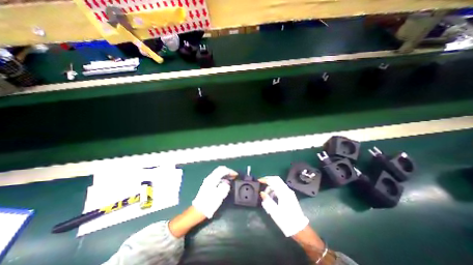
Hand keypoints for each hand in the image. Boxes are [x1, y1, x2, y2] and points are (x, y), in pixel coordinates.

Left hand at [191, 166, 237, 217]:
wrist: (198, 210)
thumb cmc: (209, 203)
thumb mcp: (219, 195)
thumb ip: (225, 187)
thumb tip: (227, 183)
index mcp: (212, 179)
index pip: (223, 170)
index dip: (230, 171)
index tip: (236, 175)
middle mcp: (210, 177)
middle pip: (220, 170)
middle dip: (228, 171)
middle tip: (234, 176)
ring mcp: (208, 181)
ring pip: (218, 173)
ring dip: (225, 174)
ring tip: (231, 179)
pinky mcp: (208, 184)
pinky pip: (217, 177)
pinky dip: (223, 177)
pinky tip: (225, 183)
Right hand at [258, 177, 310, 236]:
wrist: (299, 229)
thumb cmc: (286, 221)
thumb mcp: (274, 212)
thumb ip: (267, 200)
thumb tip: (262, 193)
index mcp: (283, 193)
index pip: (273, 181)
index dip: (265, 179)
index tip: (259, 180)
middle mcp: (287, 190)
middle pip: (277, 179)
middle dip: (268, 179)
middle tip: (261, 182)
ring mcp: (289, 193)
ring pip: (279, 183)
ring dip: (271, 185)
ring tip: (266, 194)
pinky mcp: (290, 196)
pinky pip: (281, 188)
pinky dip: (275, 188)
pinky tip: (272, 196)